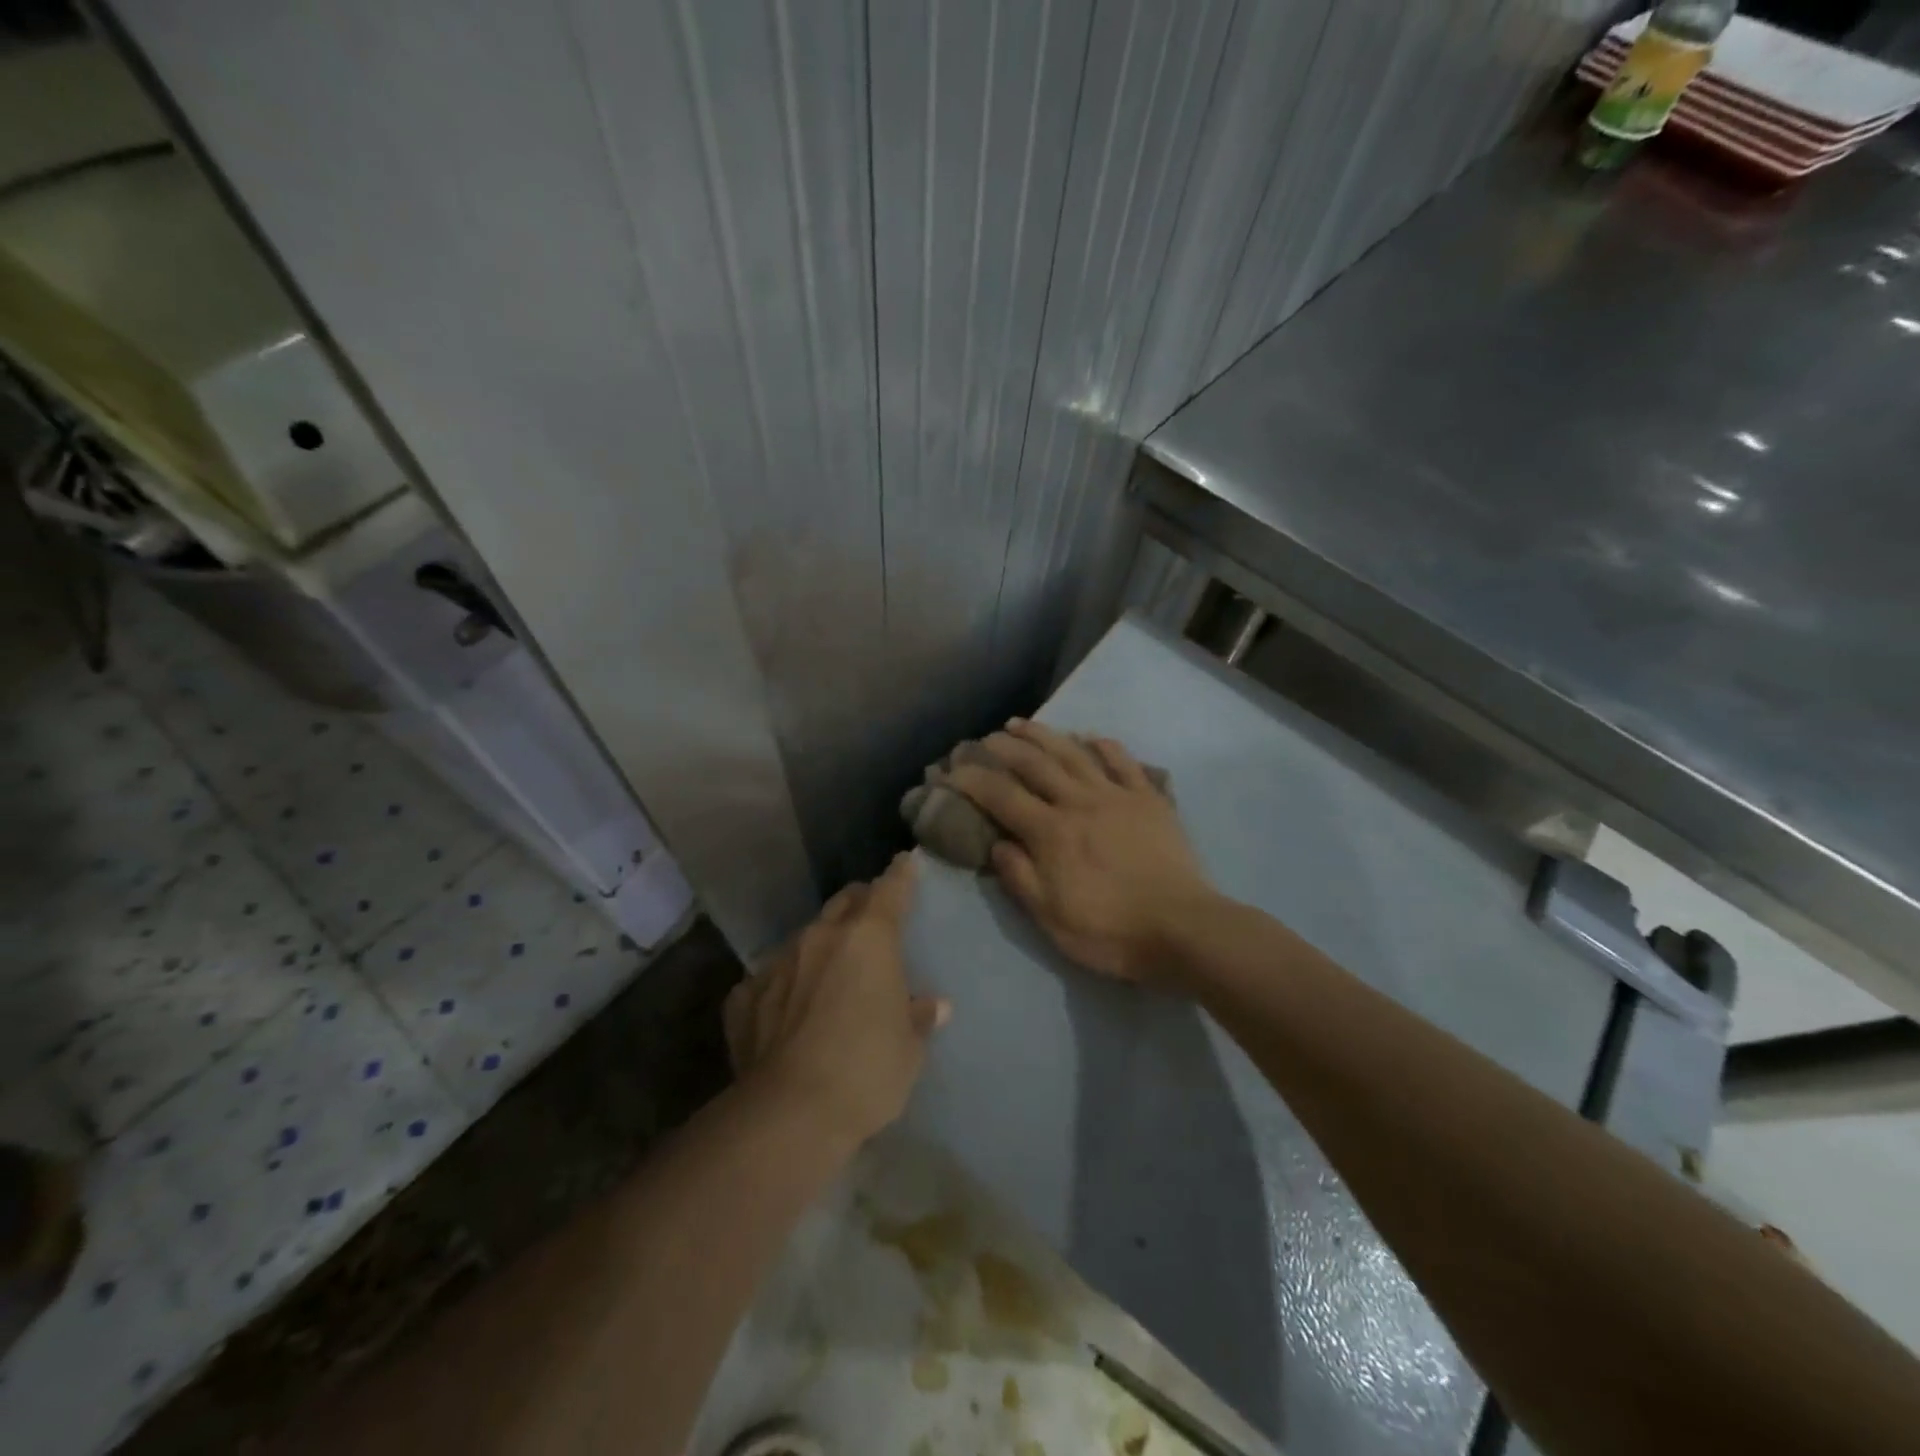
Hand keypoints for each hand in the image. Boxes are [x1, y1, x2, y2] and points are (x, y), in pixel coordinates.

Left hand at [724, 854, 948, 1149]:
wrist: (788, 1115)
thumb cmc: (866, 1071)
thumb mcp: (908, 1049)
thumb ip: (918, 1018)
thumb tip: (933, 1005)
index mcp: (868, 938)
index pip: (890, 889)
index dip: (901, 874)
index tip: (906, 861)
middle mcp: (821, 937)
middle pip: (844, 902)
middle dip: (861, 903)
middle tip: (872, 919)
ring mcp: (777, 963)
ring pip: (805, 937)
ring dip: (821, 946)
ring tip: (830, 973)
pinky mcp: (744, 996)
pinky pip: (769, 979)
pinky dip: (784, 985)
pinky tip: (786, 1012)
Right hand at [948, 719, 1216, 983]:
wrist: (1181, 928)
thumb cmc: (1110, 931)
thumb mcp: (1050, 918)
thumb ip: (1019, 877)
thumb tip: (997, 844)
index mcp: (1051, 833)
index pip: (1002, 796)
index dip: (974, 780)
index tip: (953, 770)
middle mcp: (1079, 803)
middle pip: (1035, 765)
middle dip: (1005, 748)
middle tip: (986, 738)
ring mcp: (1116, 796)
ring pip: (1073, 754)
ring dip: (1044, 735)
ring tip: (1022, 724)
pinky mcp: (1148, 799)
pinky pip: (1123, 762)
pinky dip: (1105, 745)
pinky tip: (1091, 737)